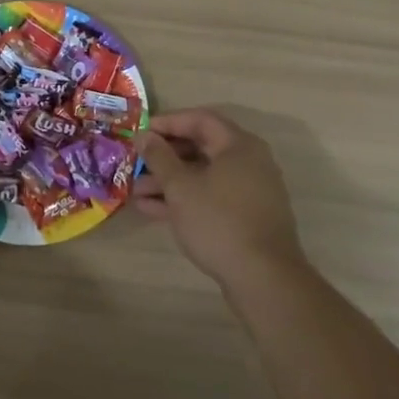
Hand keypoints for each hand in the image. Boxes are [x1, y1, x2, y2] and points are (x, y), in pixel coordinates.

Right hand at [134, 109, 305, 289]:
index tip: (141, 132)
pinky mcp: (246, 217)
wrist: (263, 279)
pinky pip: (211, 198)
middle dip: (164, 157)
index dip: (167, 122)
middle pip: (201, 148)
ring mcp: (249, 191)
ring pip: (203, 176)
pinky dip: (185, 200)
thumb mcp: (180, 187)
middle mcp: (249, 162)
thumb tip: (144, 135)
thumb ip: (159, 157)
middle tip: (136, 162)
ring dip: (169, 182)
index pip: (200, 119)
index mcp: (239, 145)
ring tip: (135, 191)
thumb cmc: (219, 221)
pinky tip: (152, 210)